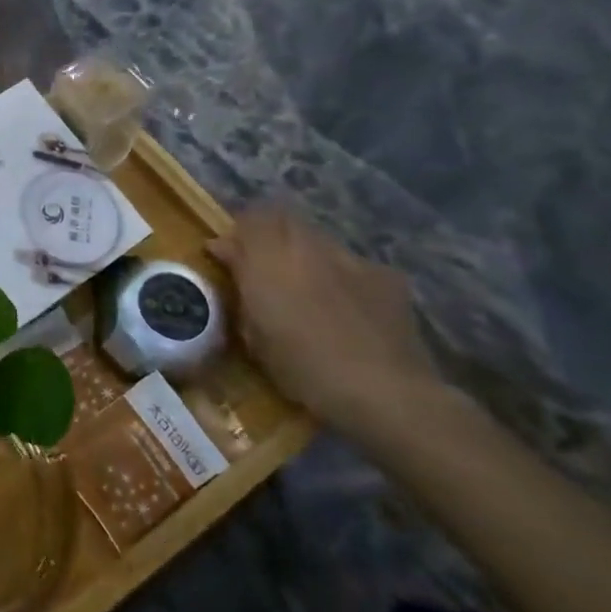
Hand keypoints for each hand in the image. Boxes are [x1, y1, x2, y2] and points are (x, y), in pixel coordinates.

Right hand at [209, 207, 438, 439]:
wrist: (385, 392)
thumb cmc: (305, 369)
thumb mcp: (255, 336)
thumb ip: (241, 291)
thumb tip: (228, 263)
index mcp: (269, 260)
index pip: (247, 221)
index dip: (235, 236)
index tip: (225, 256)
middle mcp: (307, 247)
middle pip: (282, 219)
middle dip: (267, 235)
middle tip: (261, 265)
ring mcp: (350, 258)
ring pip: (317, 239)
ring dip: (303, 253)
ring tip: (304, 285)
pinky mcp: (385, 276)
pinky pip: (351, 263)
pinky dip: (339, 275)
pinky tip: (345, 305)